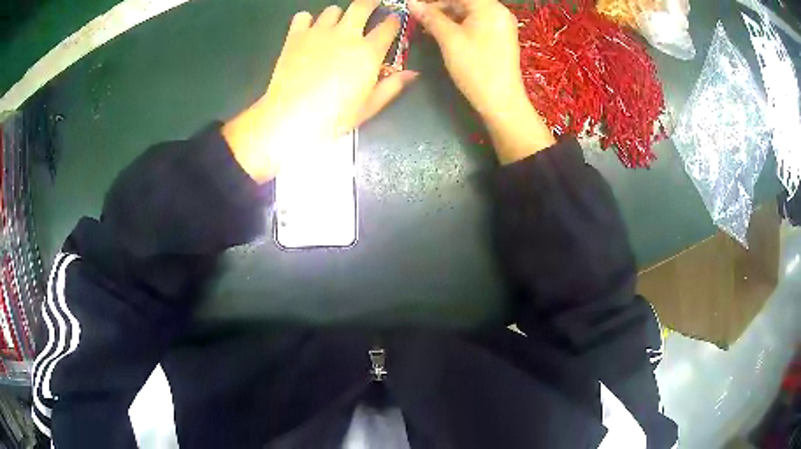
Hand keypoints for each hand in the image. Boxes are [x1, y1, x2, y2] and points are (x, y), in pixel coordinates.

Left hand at [224, 0, 417, 182]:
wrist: (292, 117)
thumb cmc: (334, 116)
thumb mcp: (369, 106)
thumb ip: (392, 86)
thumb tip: (412, 74)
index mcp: (368, 51)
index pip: (388, 26)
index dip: (393, 20)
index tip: (394, 19)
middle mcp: (346, 34)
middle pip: (362, 6)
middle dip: (370, 3)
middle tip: (370, 7)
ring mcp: (319, 32)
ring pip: (332, 10)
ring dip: (338, 15)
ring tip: (335, 26)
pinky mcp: (295, 36)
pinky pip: (303, 16)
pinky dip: (307, 20)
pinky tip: (307, 31)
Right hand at [409, 0, 554, 162]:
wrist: (501, 102)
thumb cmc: (476, 68)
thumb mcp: (449, 40)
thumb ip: (431, 17)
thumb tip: (411, 2)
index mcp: (490, 8)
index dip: (435, 0)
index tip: (416, 4)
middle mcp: (498, 12)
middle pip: (464, 2)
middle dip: (439, 6)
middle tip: (417, 15)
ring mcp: (500, 25)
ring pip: (468, 12)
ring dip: (446, 16)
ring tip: (425, 24)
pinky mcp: (499, 37)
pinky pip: (475, 23)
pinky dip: (457, 25)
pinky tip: (440, 31)